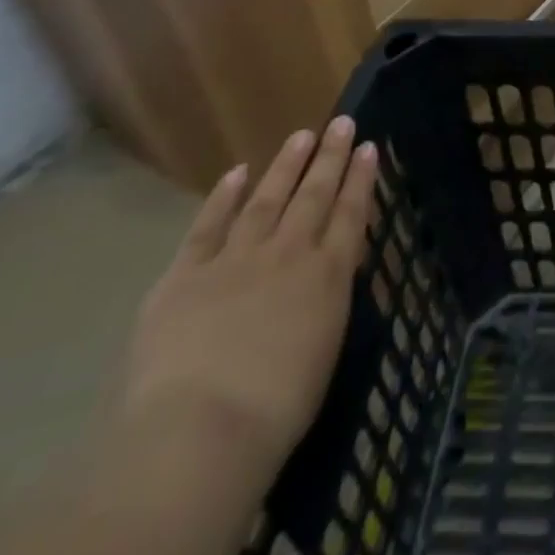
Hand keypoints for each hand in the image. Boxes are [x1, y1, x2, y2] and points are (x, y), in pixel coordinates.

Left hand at [114, 117, 378, 491]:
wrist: (200, 431)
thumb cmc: (276, 409)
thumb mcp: (324, 350)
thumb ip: (326, 303)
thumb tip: (327, 276)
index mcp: (328, 276)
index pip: (351, 214)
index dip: (361, 179)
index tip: (368, 146)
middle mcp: (288, 254)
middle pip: (314, 196)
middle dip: (330, 157)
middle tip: (341, 123)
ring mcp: (235, 259)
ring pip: (267, 199)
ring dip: (285, 166)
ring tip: (301, 136)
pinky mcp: (185, 275)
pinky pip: (208, 226)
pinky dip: (224, 197)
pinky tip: (236, 173)